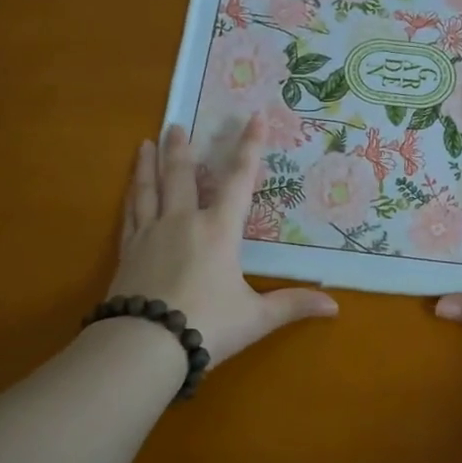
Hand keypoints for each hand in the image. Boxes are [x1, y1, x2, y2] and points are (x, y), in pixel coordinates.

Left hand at [109, 116, 337, 367]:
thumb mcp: (255, 317)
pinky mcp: (127, 253)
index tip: (254, 117)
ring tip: (146, 143)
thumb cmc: (208, 325)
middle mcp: (182, 222)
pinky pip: (130, 215)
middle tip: (176, 125)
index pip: (239, 181)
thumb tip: (334, 305)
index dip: (249, 148)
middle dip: (182, 149)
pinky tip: (129, 192)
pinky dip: (131, 197)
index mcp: (218, 231)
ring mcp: (150, 235)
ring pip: (149, 189)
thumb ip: (292, 305)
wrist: (145, 344)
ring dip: (149, 164)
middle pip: (181, 176)